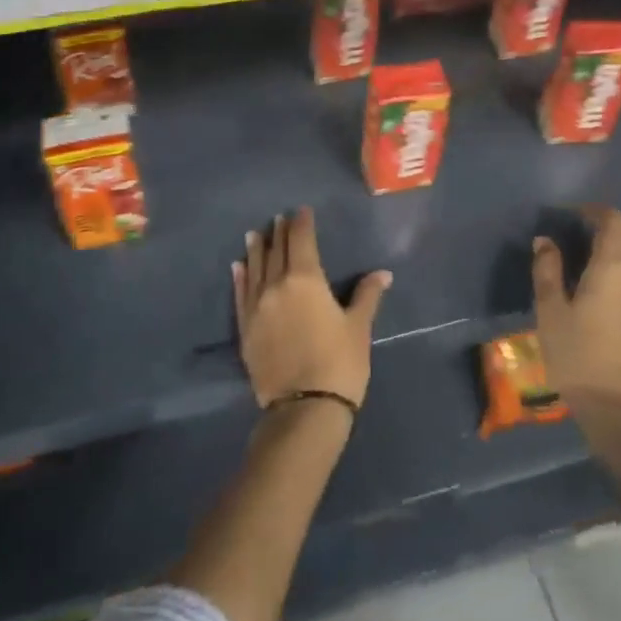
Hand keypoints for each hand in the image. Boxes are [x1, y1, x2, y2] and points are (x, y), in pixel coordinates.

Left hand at [233, 208, 389, 408]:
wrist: (304, 409)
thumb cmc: (339, 363)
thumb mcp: (358, 327)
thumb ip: (367, 295)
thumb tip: (383, 273)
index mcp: (305, 279)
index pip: (301, 241)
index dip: (301, 223)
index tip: (302, 211)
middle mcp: (276, 285)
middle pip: (276, 251)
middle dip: (279, 233)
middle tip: (279, 218)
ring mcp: (257, 307)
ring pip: (255, 269)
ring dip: (256, 250)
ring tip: (254, 234)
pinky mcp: (245, 329)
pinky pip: (240, 294)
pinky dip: (240, 277)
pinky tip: (238, 267)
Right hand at [531, 206, 620, 407]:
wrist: (618, 408)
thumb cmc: (577, 354)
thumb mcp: (550, 310)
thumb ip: (547, 269)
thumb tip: (545, 241)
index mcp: (614, 265)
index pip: (613, 220)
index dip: (593, 211)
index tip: (569, 215)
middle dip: (604, 226)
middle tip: (574, 233)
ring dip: (616, 246)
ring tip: (586, 256)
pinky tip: (602, 282)